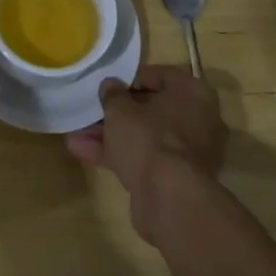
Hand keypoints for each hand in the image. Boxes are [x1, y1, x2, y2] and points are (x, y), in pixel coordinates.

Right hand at [67, 65, 226, 241]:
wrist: (168, 198)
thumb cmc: (148, 138)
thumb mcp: (120, 109)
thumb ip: (113, 94)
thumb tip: (110, 86)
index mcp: (194, 93)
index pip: (159, 76)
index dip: (129, 80)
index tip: (107, 86)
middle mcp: (199, 120)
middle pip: (151, 110)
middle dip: (117, 113)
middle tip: (90, 111)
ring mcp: (190, 153)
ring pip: (145, 136)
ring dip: (112, 135)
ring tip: (76, 134)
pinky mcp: (177, 179)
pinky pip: (146, 158)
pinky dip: (119, 155)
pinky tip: (84, 153)